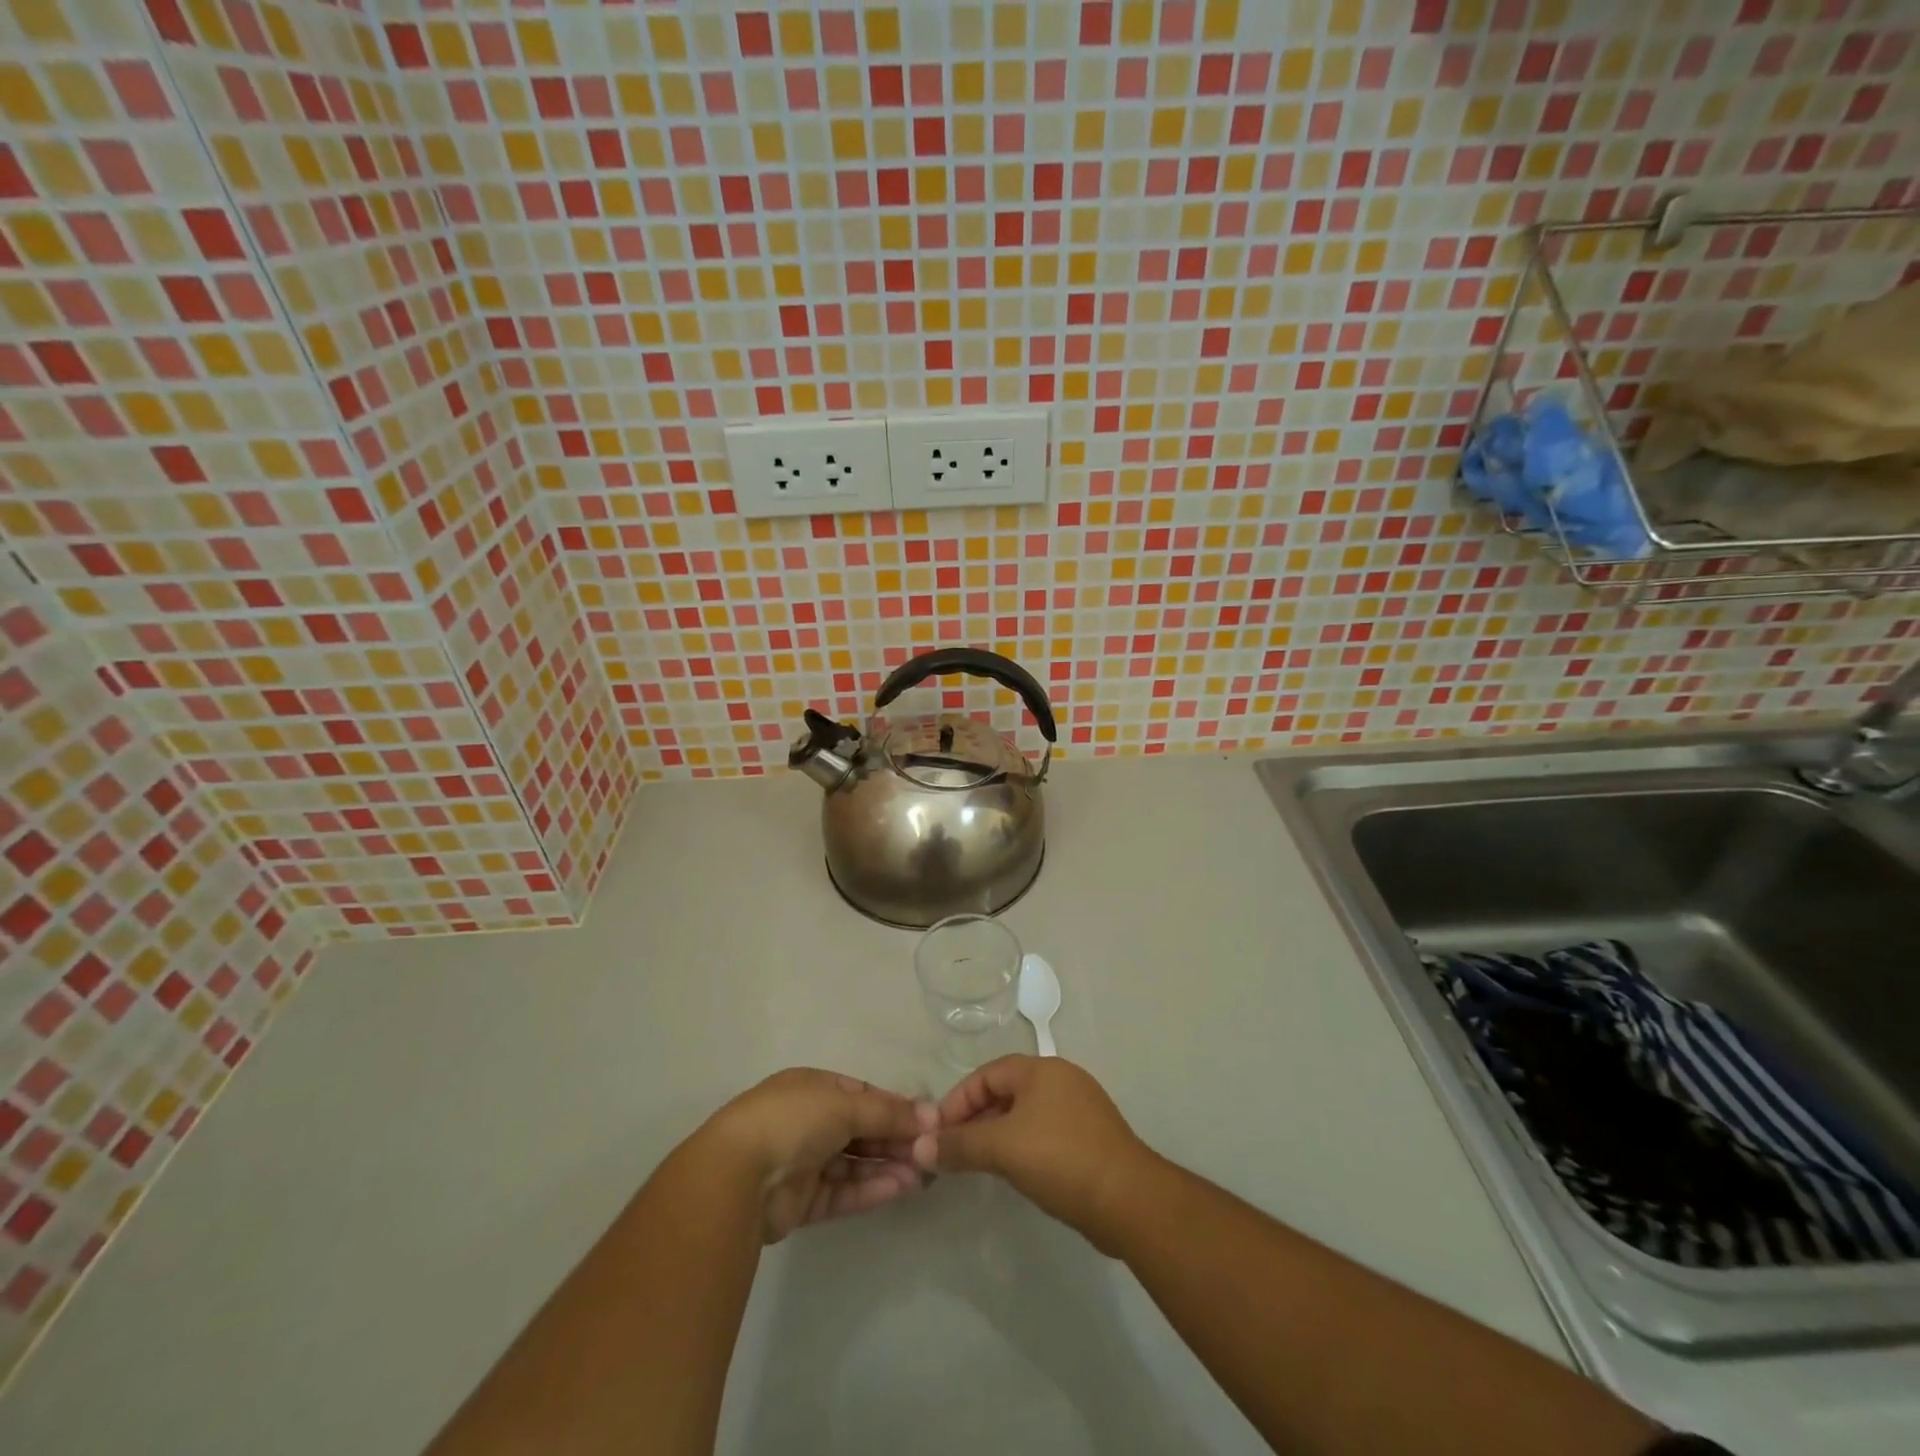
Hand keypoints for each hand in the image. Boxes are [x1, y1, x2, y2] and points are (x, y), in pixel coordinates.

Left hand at [703, 1068, 936, 1243]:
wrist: (737, 1176)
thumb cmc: (792, 1120)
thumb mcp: (846, 1104)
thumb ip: (888, 1112)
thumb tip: (930, 1115)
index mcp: (812, 1087)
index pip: (862, 1094)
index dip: (894, 1106)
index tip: (927, 1120)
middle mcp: (807, 1120)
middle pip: (860, 1129)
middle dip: (895, 1140)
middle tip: (931, 1152)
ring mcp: (803, 1161)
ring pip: (854, 1163)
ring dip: (887, 1166)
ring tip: (924, 1175)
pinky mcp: (801, 1201)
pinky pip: (843, 1191)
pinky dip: (870, 1189)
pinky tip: (900, 1188)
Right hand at [912, 1055, 1153, 1250]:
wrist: (1129, 1200)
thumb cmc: (1060, 1159)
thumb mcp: (1002, 1148)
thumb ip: (959, 1144)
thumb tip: (919, 1147)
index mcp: (1040, 1069)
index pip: (986, 1074)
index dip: (957, 1100)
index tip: (937, 1134)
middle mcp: (1061, 1079)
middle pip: (1005, 1091)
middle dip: (976, 1119)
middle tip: (954, 1151)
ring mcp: (1080, 1108)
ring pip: (1025, 1114)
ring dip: (998, 1135)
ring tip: (979, 1164)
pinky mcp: (1091, 1138)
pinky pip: (1045, 1133)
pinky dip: (1023, 1147)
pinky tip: (1015, 1173)